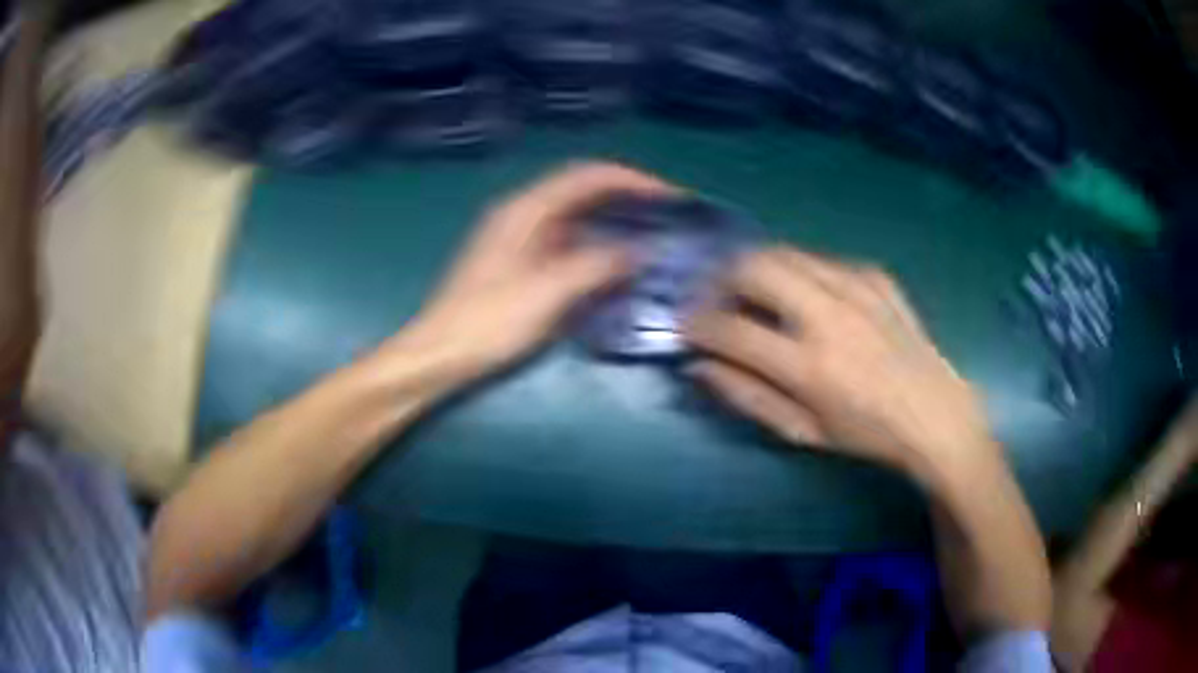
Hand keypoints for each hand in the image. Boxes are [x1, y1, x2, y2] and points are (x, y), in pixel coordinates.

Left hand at [385, 162, 673, 390]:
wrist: (440, 354)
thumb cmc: (489, 322)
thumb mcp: (549, 293)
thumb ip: (598, 265)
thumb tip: (641, 251)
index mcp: (525, 209)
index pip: (587, 176)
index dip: (632, 180)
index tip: (670, 197)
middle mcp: (522, 213)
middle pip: (582, 189)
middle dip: (626, 196)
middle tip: (667, 213)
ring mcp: (519, 237)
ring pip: (575, 215)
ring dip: (612, 219)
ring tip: (651, 233)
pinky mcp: (519, 261)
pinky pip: (567, 240)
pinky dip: (596, 243)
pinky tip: (616, 261)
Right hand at [687, 246, 996, 483]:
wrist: (934, 412)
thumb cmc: (865, 432)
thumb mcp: (801, 431)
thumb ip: (746, 396)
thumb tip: (699, 364)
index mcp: (809, 366)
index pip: (730, 328)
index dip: (697, 324)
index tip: (687, 327)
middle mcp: (829, 315)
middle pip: (753, 266)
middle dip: (720, 278)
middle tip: (717, 300)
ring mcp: (856, 286)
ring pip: (783, 251)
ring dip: (757, 270)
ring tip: (756, 295)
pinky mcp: (875, 273)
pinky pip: (820, 259)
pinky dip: (799, 273)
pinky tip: (808, 299)